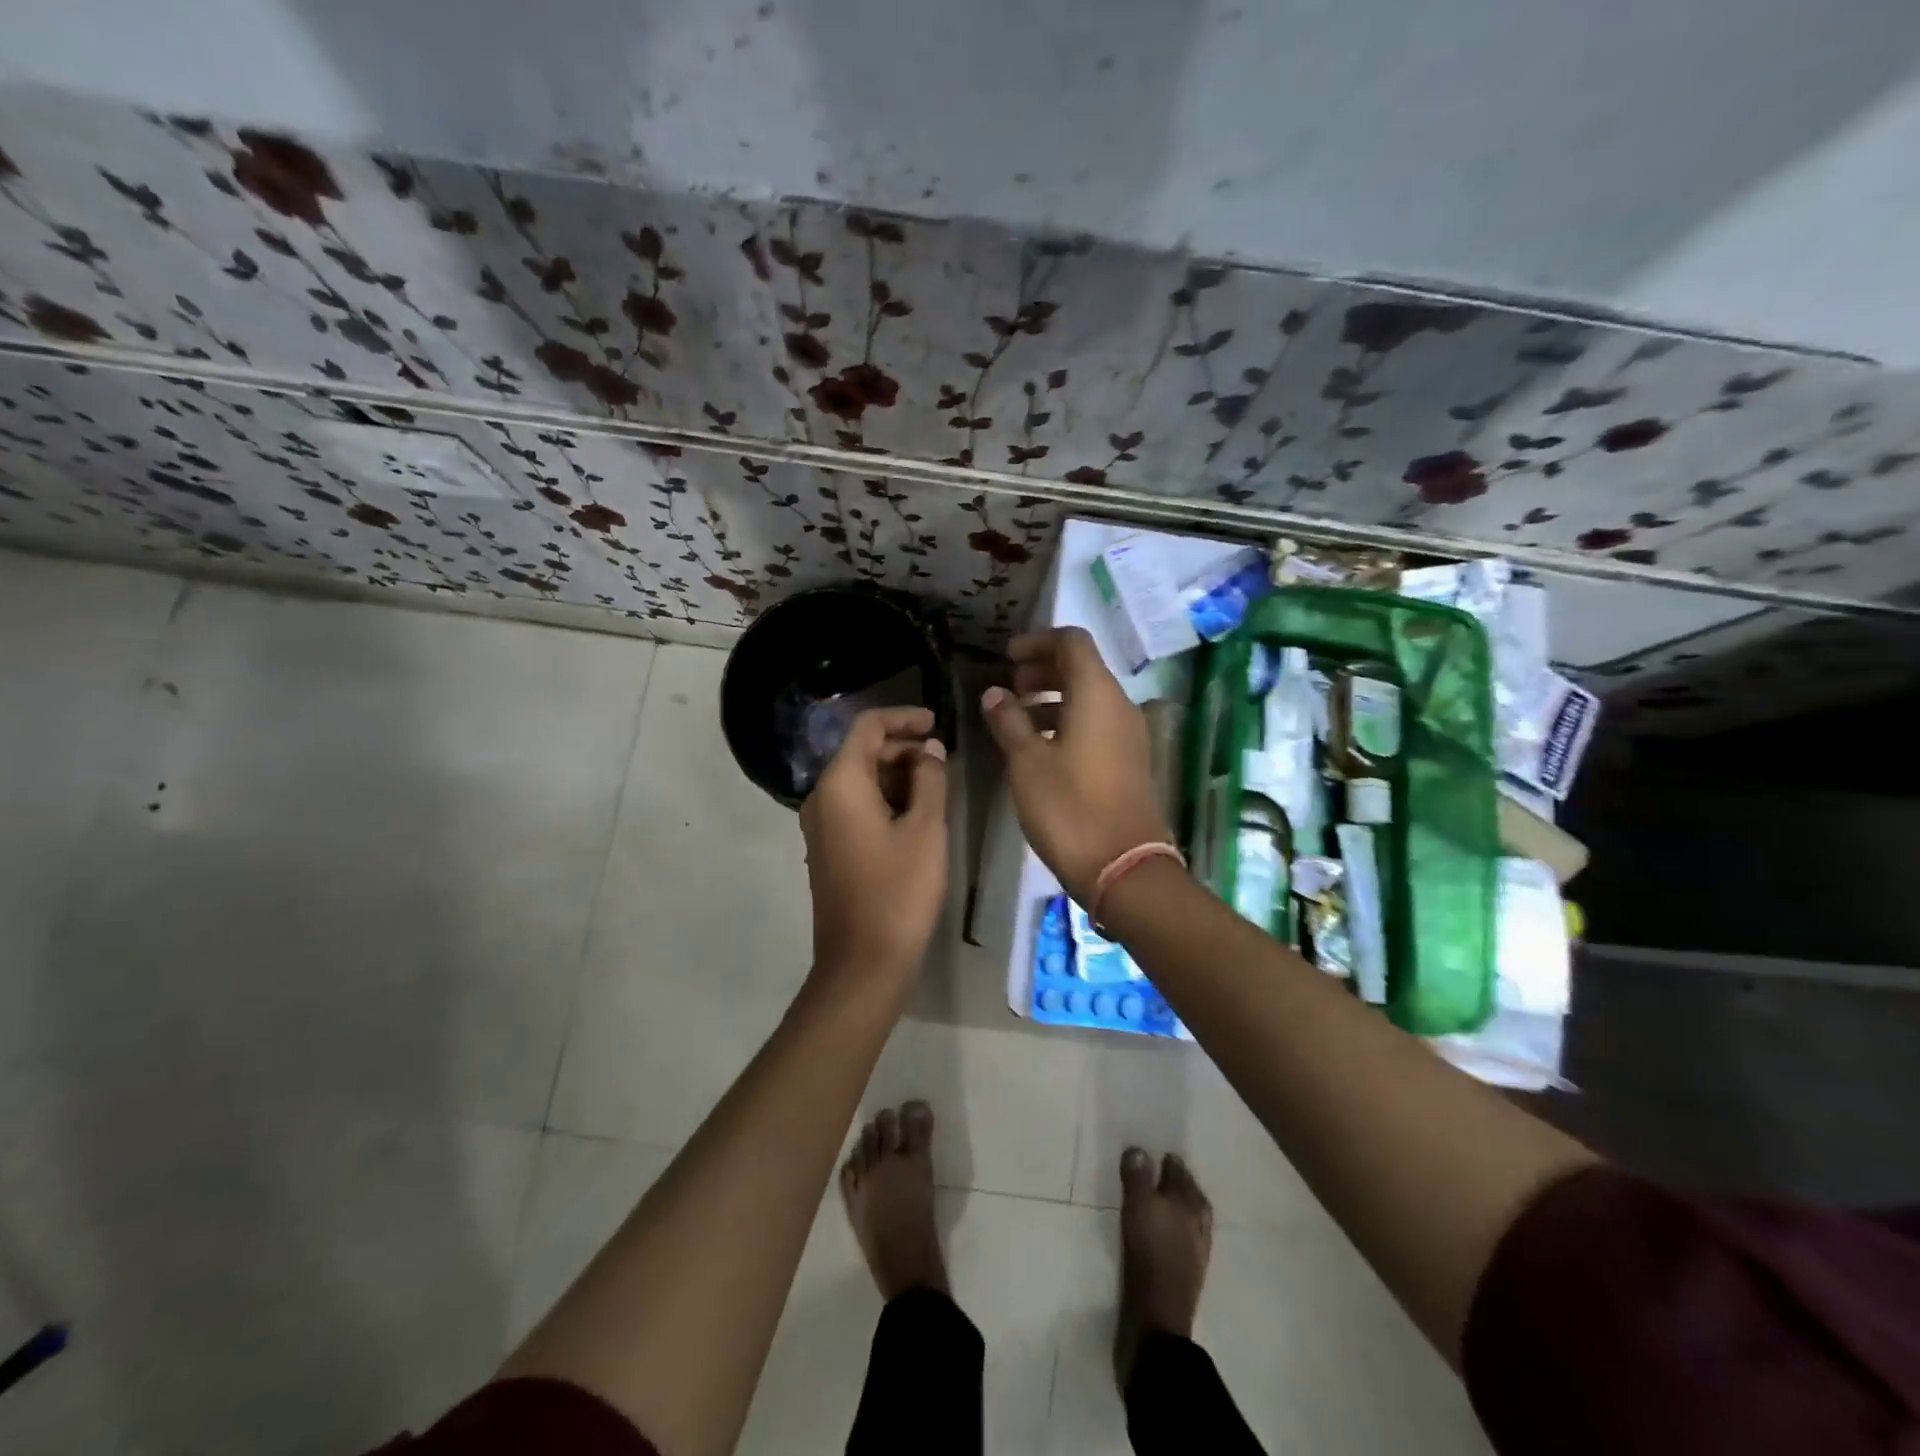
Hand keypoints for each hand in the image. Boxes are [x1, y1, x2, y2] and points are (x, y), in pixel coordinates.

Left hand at [799, 706, 949, 982]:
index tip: (937, 723)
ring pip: (860, 781)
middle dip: (903, 748)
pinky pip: (856, 806)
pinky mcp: (829, 848)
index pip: (867, 727)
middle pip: (861, 752)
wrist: (863, 962)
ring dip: (897, 775)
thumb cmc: (899, 891)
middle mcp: (822, 797)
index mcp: (840, 784)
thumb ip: (930, 779)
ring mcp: (821, 825)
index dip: (903, 717)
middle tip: (944, 760)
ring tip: (937, 787)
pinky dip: (885, 799)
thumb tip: (930, 749)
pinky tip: (917, 814)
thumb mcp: (925, 829)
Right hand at [981, 627, 1170, 904]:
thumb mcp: (1027, 762)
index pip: (1072, 642)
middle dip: (1043, 669)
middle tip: (1009, 686)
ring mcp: (1128, 735)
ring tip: (1016, 718)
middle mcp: (1120, 705)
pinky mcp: (1128, 761)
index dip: (1037, 642)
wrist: (1123, 867)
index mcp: (1097, 694)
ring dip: (1052, 698)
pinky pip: (1096, 724)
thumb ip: (1009, 721)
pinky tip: (1039, 747)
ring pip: (1088, 698)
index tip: (1007, 658)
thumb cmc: (1068, 808)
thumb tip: (995, 693)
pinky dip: (1067, 722)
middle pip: (1082, 668)